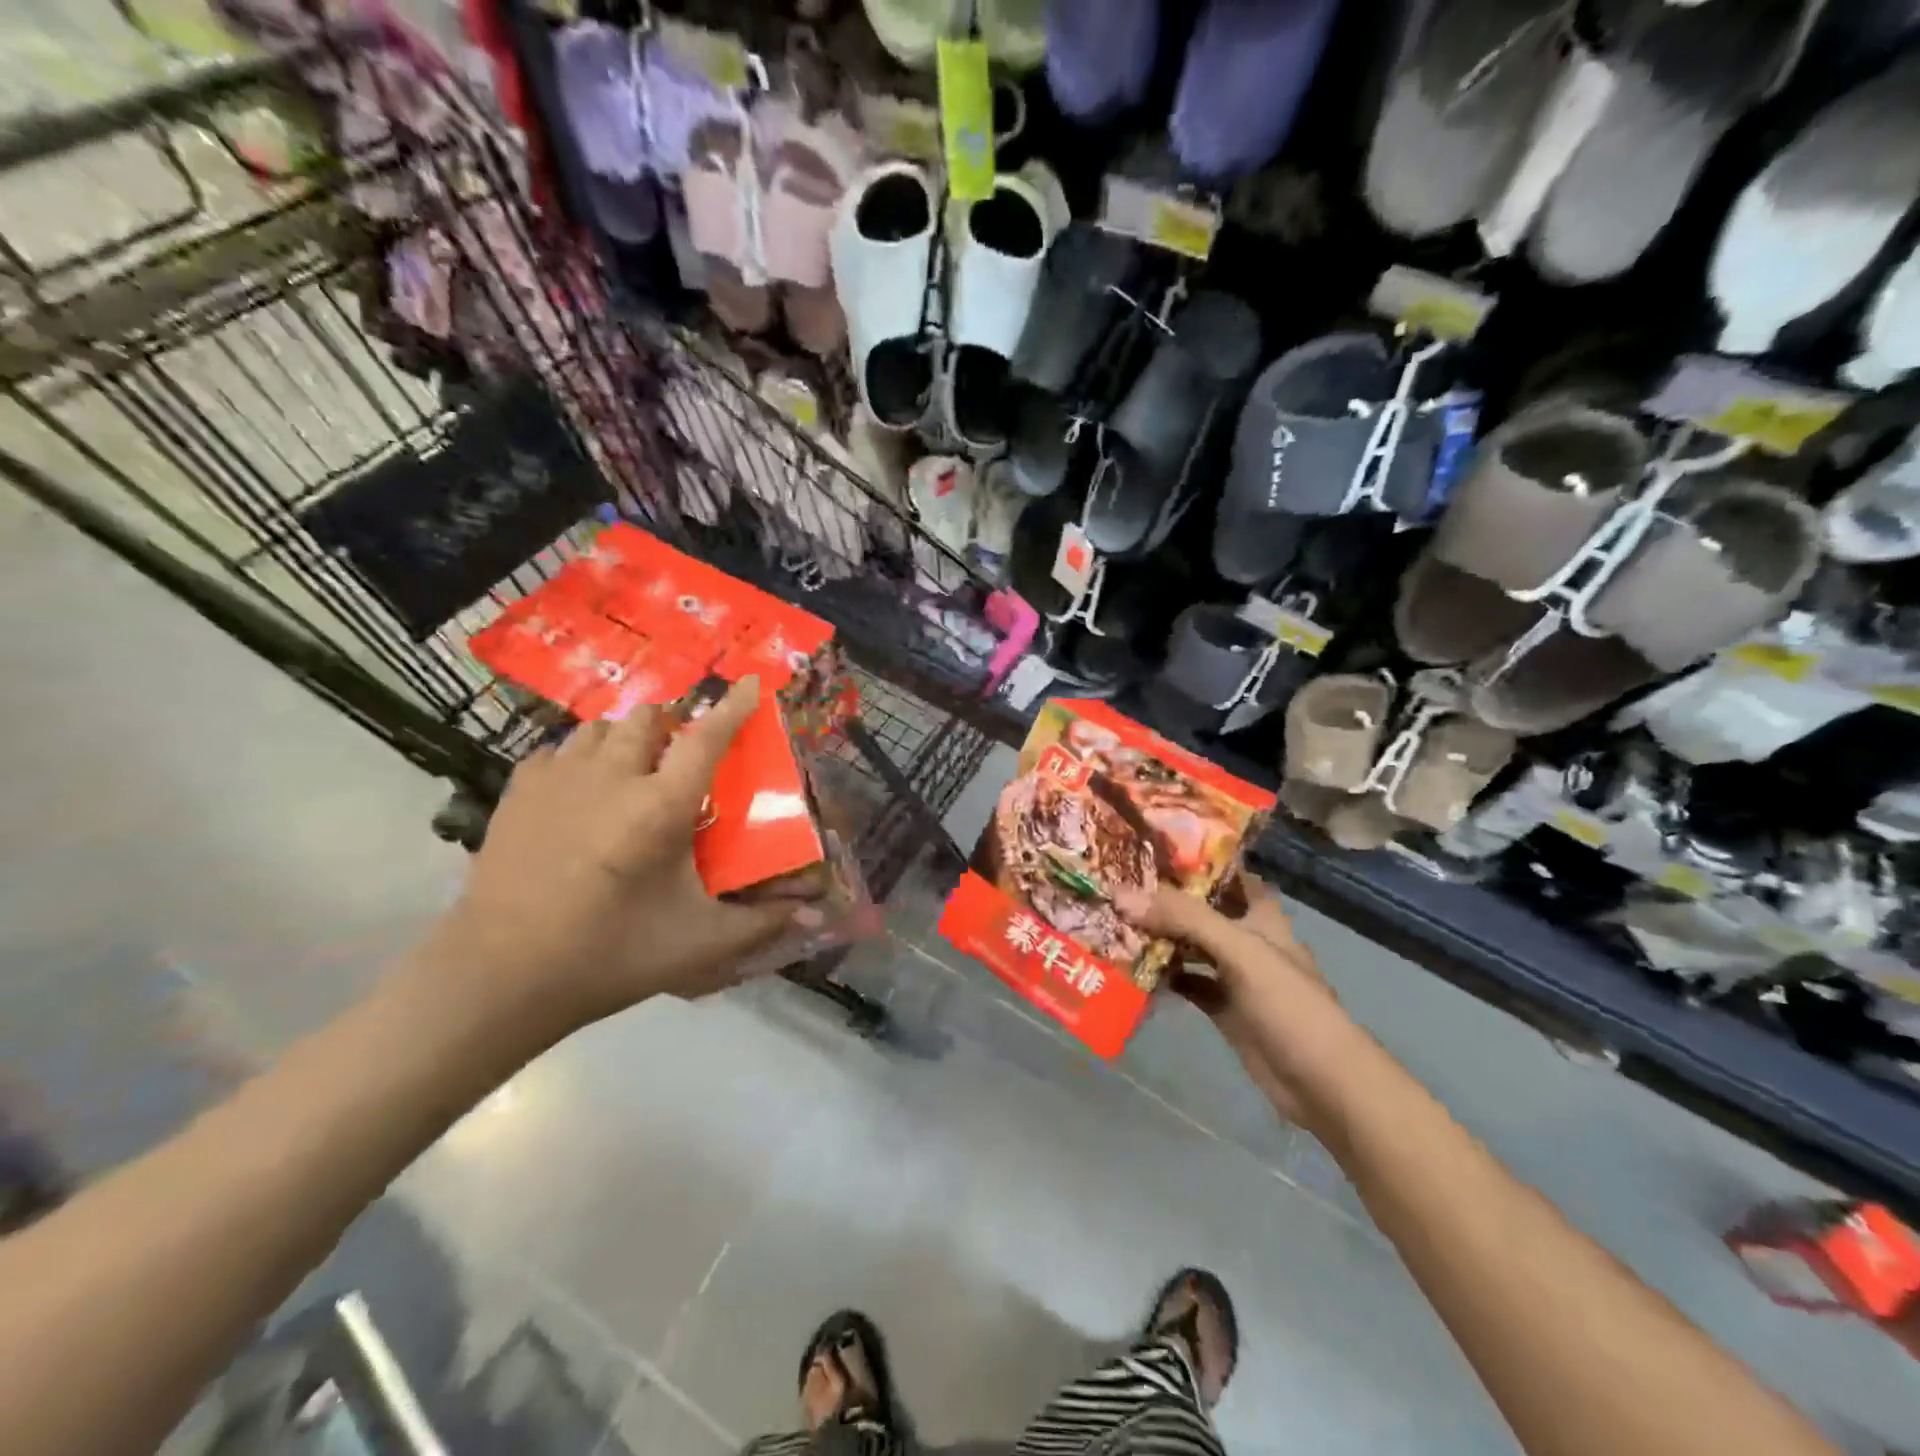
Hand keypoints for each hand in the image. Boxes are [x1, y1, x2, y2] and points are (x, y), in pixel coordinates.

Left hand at [430, 677, 811, 1033]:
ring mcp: (559, 778)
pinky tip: (583, 790)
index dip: (734, 707)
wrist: (500, 975)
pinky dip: (582, 757)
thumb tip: (812, 914)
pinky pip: (560, 748)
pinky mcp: (519, 791)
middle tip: (680, 761)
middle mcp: (612, 777)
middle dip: (672, 727)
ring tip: (632, 772)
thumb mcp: (698, 943)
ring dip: (628, 739)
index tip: (751, 683)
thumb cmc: (610, 954)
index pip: (707, 738)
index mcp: (660, 807)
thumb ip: (761, 923)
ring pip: (602, 727)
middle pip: (649, 718)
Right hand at [1136, 876, 1341, 1125]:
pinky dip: (1163, 976)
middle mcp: (1246, 939)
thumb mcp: (1240, 951)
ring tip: (1114, 920)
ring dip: (1159, 937)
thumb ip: (1185, 919)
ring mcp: (1234, 975)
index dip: (1195, 859)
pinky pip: (1186, 983)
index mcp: (1261, 915)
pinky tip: (1132, 968)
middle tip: (1116, 883)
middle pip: (1201, 910)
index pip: (1227, 874)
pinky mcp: (1223, 1008)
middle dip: (1164, 899)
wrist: (1322, 1084)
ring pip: (1190, 946)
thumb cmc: (1289, 1005)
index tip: (1150, 846)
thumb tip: (1121, 894)